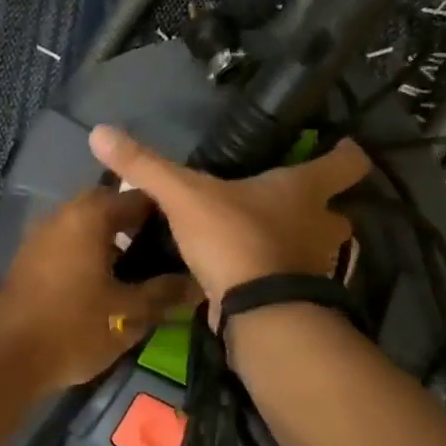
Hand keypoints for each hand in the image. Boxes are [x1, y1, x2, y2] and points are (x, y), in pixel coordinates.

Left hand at [0, 186, 198, 392]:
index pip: (139, 197)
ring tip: (142, 267)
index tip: (189, 232)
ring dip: (112, 239)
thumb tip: (197, 283)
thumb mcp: (128, 314)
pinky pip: (69, 243)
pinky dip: (90, 253)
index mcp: (90, 216)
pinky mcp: (29, 258)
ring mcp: (42, 235)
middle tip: (166, 250)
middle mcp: (63, 214)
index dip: (167, 213)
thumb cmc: (73, 328)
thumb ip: (164, 293)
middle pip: (109, 207)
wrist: (6, 357)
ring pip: (87, 225)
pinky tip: (107, 281)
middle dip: (138, 225)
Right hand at [88, 125, 371, 304]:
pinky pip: (295, 279)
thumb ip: (145, 166)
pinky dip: (280, 274)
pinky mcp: (303, 299)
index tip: (340, 147)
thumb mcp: (183, 196)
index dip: (345, 154)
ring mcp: (318, 266)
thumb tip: (99, 131)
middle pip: (338, 211)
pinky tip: (252, 272)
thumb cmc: (234, 238)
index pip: (346, 164)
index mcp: (303, 190)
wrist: (256, 314)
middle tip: (290, 201)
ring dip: (300, 242)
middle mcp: (322, 226)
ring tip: (266, 237)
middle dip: (321, 207)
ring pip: (318, 248)